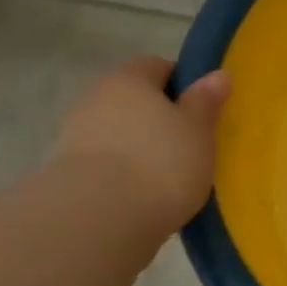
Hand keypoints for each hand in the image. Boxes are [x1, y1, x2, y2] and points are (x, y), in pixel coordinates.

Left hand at [51, 56, 229, 230]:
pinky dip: (126, 175)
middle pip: (134, 100)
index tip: (203, 108)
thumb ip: (206, 102)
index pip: (157, 66)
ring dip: (140, 148)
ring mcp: (77, 137)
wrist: (101, 219)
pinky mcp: (69, 175)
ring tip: (170, 176)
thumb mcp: (198, 130)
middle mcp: (96, 99)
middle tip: (190, 144)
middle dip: (159, 118)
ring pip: (119, 133)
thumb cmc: (161, 163)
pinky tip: (145, 196)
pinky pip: (107, 165)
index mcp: (129, 79)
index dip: (182, 83)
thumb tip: (217, 74)